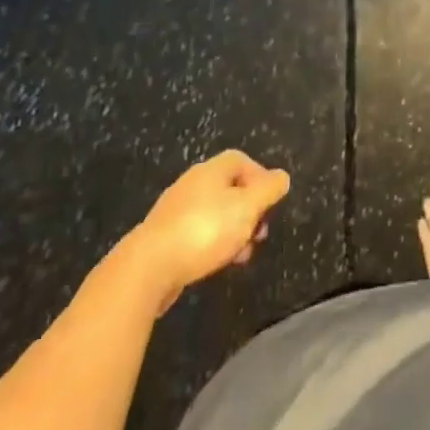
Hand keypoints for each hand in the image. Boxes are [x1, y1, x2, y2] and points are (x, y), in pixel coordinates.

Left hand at [130, 150, 290, 311]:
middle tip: (258, 233)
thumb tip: (282, 177)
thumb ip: (268, 190)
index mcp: (212, 170)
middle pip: (229, 188)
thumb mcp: (247, 208)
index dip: (260, 178)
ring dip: (232, 231)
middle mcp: (192, 183)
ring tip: (240, 256)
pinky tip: (215, 264)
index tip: (271, 203)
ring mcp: (174, 211)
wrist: (147, 268)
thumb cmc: (204, 231)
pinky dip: (211, 244)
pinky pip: (196, 234)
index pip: (242, 161)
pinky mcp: (163, 238)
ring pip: (213, 214)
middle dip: (248, 210)